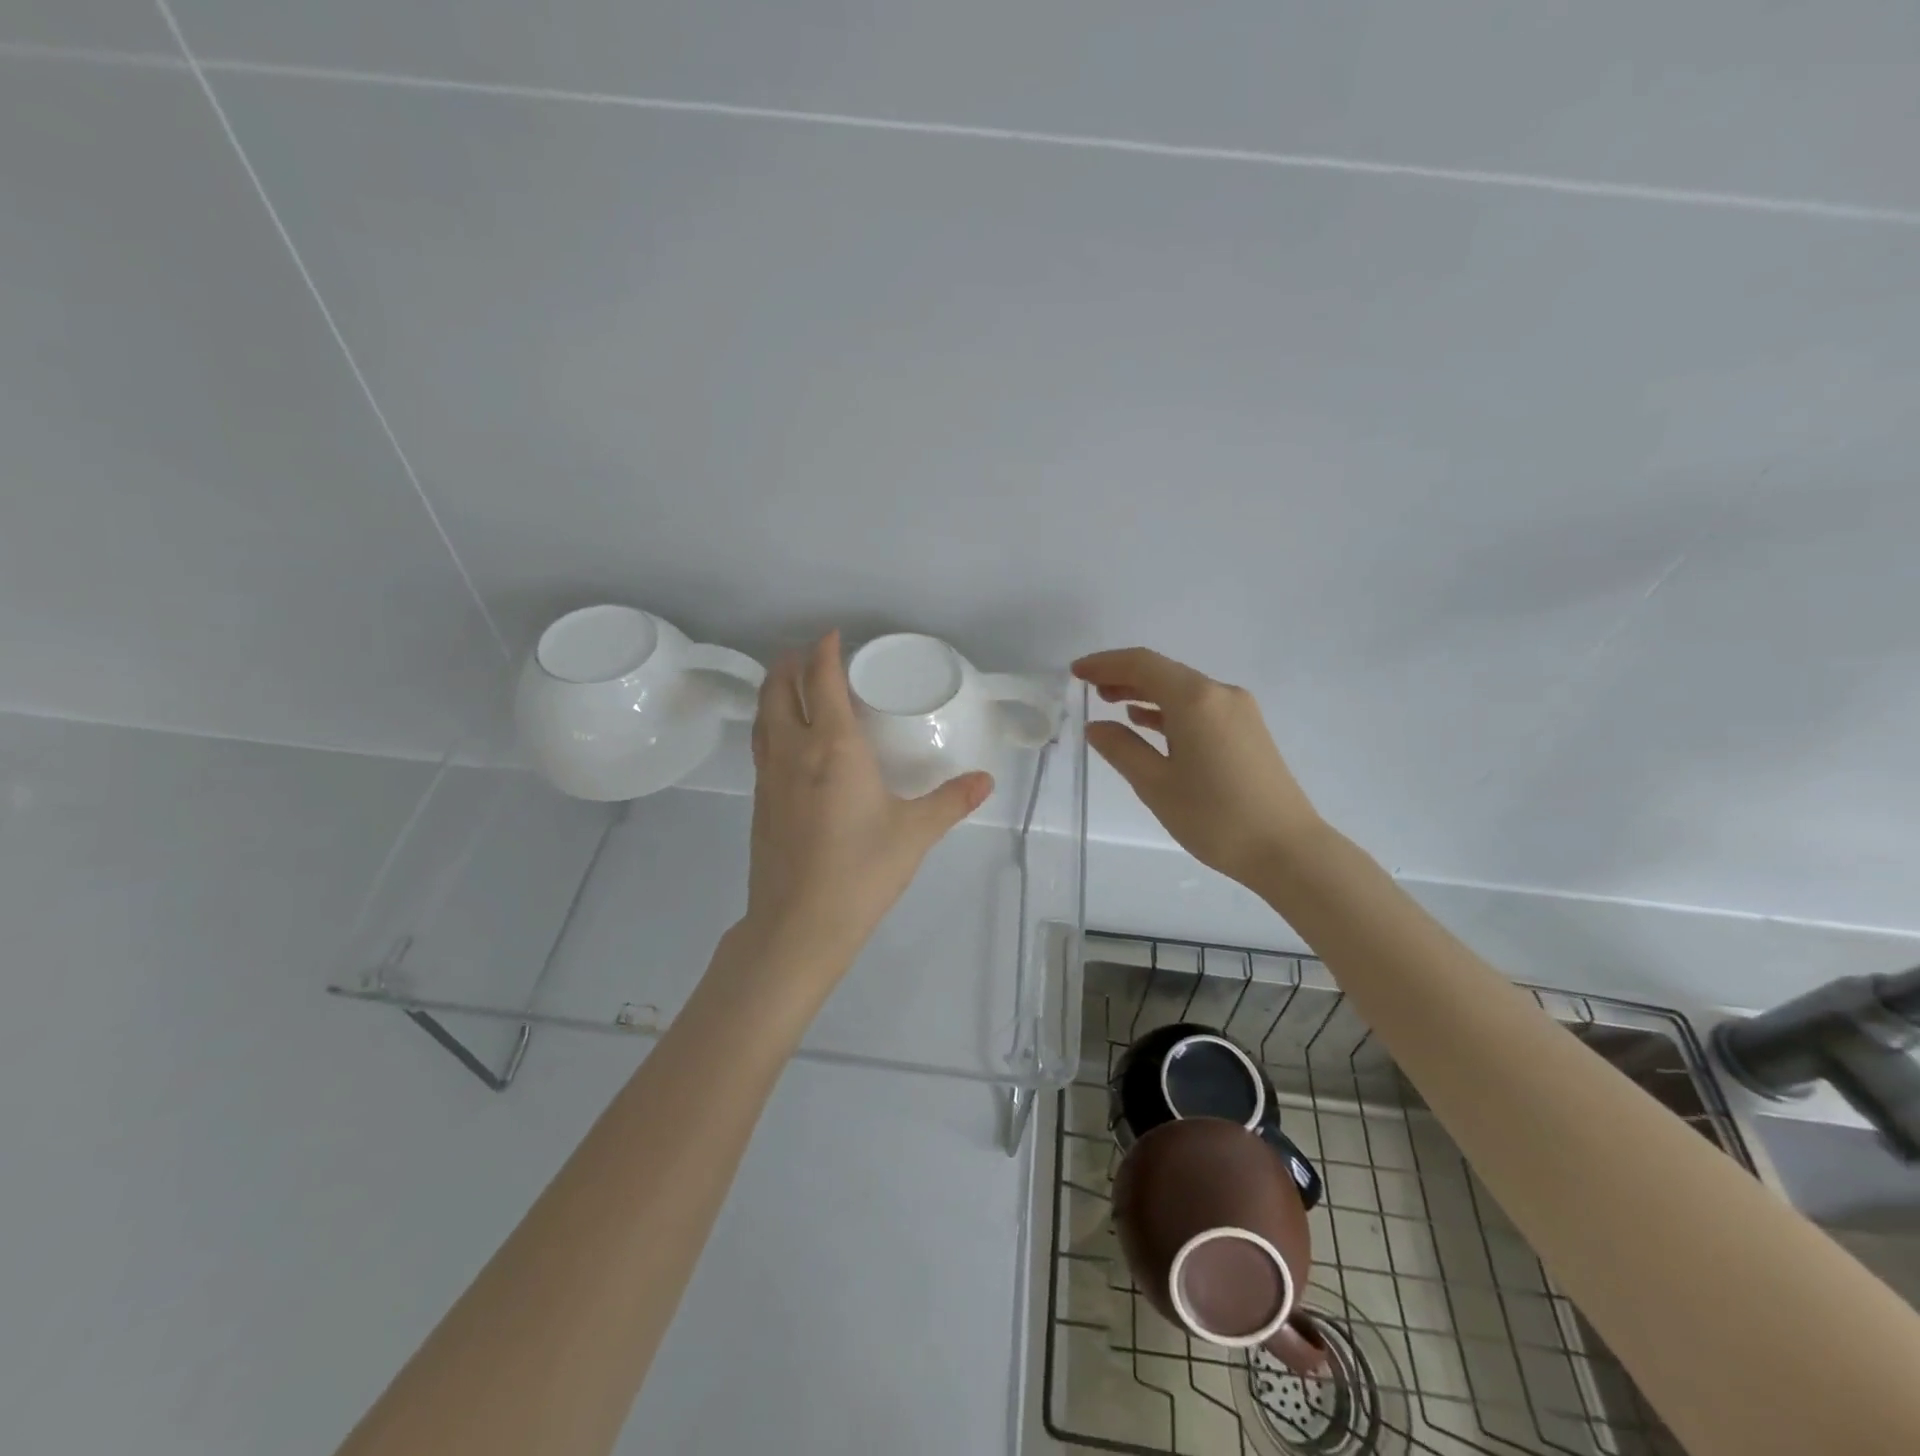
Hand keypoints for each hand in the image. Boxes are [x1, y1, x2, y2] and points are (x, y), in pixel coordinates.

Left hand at [737, 631, 993, 976]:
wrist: (798, 925)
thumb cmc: (860, 871)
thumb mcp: (915, 834)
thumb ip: (951, 802)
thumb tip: (985, 781)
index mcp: (832, 747)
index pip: (820, 681)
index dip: (824, 652)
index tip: (833, 636)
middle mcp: (794, 751)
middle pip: (778, 690)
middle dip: (790, 664)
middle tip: (806, 654)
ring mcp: (768, 777)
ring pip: (763, 718)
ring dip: (773, 692)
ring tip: (788, 684)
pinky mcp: (758, 803)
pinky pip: (761, 747)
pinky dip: (771, 726)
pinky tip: (787, 743)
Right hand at [1073, 647, 1322, 886]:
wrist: (1287, 849)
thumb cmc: (1215, 817)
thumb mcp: (1156, 785)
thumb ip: (1121, 749)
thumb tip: (1096, 726)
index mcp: (1195, 699)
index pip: (1142, 664)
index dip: (1105, 663)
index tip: (1075, 672)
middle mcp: (1220, 694)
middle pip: (1164, 672)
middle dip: (1123, 676)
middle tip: (1088, 689)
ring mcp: (1239, 711)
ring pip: (1182, 689)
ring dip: (1145, 692)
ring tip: (1110, 704)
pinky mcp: (1248, 730)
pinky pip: (1199, 707)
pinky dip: (1168, 710)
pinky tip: (1147, 724)